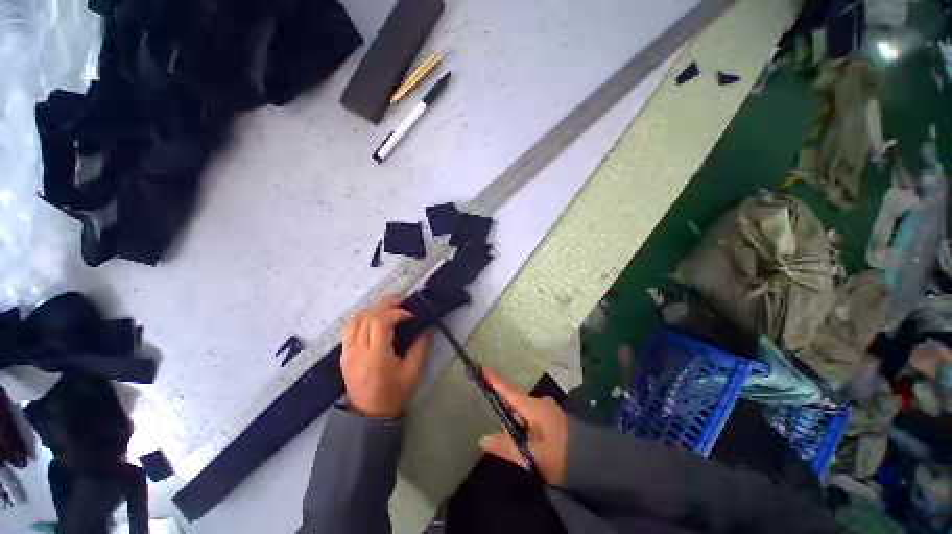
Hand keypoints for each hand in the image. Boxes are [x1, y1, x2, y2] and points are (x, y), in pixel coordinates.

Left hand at [341, 296, 433, 418]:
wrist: (368, 416)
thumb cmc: (394, 394)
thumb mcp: (413, 372)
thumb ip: (421, 347)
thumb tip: (429, 327)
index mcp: (376, 356)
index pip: (381, 322)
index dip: (397, 312)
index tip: (410, 315)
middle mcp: (358, 351)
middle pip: (368, 316)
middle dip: (385, 305)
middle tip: (401, 301)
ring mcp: (347, 352)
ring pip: (355, 319)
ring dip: (373, 309)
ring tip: (388, 307)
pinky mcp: (344, 354)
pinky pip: (349, 328)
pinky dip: (362, 318)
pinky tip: (374, 318)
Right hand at [478, 369, 568, 485]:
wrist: (594, 462)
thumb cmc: (563, 457)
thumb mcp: (534, 456)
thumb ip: (508, 447)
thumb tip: (482, 439)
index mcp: (535, 408)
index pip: (510, 391)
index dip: (494, 380)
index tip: (481, 367)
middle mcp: (540, 403)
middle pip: (514, 403)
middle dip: (506, 416)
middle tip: (507, 439)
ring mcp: (546, 409)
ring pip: (522, 412)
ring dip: (516, 425)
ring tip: (522, 448)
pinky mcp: (550, 416)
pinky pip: (530, 416)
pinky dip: (524, 427)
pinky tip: (528, 443)